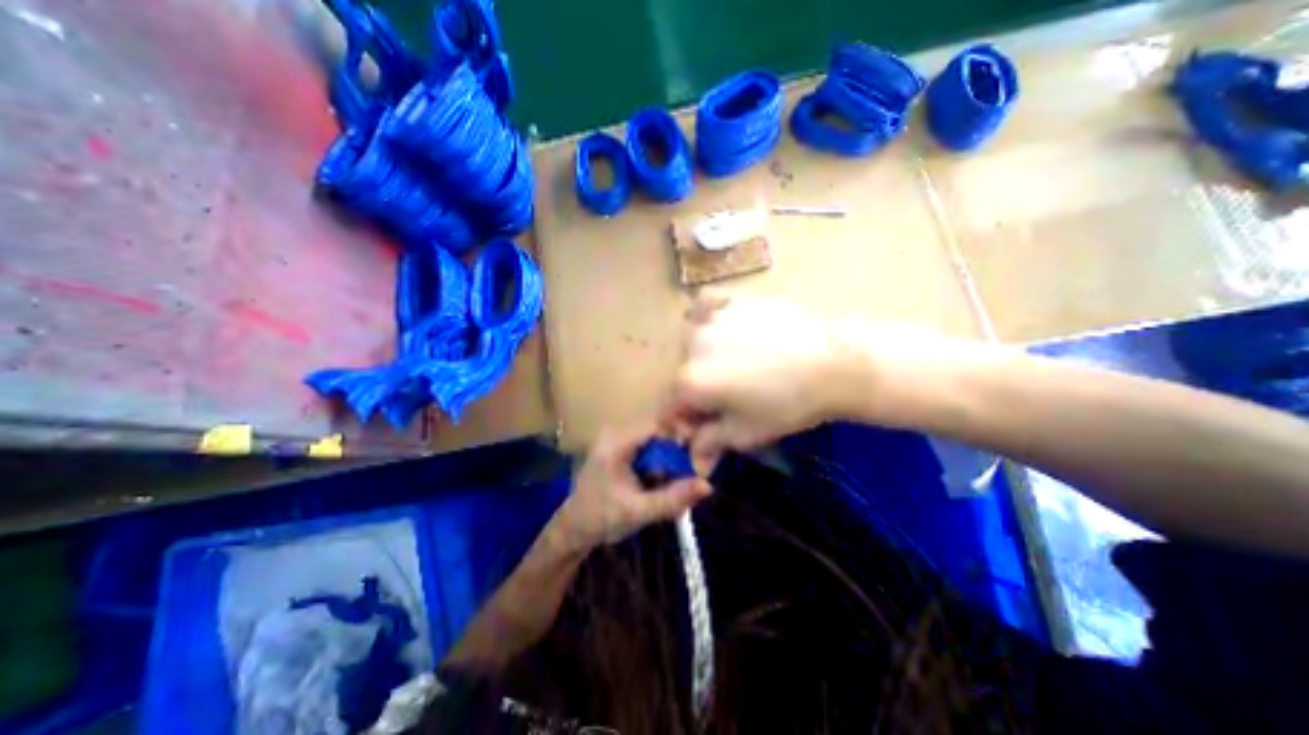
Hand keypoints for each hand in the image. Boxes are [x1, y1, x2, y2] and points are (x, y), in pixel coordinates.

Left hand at [551, 426, 714, 550]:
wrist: (573, 531)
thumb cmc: (601, 519)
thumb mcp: (639, 511)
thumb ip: (673, 498)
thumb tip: (707, 486)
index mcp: (617, 442)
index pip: (658, 425)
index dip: (679, 438)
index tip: (695, 459)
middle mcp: (616, 435)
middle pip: (658, 433)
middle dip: (674, 455)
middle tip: (687, 478)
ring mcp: (617, 442)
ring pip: (654, 443)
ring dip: (667, 462)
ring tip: (674, 485)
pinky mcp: (619, 452)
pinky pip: (647, 451)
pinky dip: (657, 466)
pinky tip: (660, 485)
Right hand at [668, 295, 866, 465]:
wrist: (831, 364)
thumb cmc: (787, 405)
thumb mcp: (745, 433)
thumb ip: (710, 442)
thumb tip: (693, 456)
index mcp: (690, 382)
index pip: (669, 406)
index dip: (682, 421)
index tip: (699, 428)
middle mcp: (691, 347)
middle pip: (680, 374)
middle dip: (693, 391)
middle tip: (722, 399)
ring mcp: (711, 319)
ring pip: (690, 342)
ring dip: (699, 357)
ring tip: (729, 365)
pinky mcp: (732, 302)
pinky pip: (705, 306)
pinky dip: (705, 316)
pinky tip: (719, 327)